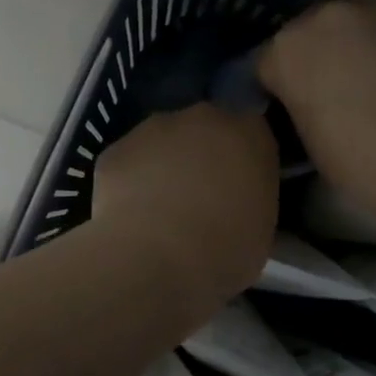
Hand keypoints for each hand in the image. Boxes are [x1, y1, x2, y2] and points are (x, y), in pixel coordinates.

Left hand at [92, 104, 278, 315]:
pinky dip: (129, 184)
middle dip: (202, 156)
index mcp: (249, 132)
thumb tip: (236, 205)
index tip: (239, 188)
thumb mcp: (261, 231)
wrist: (156, 257)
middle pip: (204, 130)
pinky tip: (130, 216)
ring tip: (160, 211)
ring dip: (163, 166)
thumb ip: (252, 201)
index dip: (243, 160)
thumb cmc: (224, 249)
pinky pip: (127, 165)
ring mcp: (152, 129)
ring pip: (161, 143)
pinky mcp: (114, 149)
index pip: (252, 134)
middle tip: (200, 198)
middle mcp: (202, 118)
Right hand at [259, 0, 375, 230]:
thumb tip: (307, 96)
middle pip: (310, 30)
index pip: (268, 62)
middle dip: (317, 55)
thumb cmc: (365, 165)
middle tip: (335, 91)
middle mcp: (328, 12)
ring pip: (355, 18)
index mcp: (288, 48)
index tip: (293, 109)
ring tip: (374, 77)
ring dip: (356, 40)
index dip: (279, 88)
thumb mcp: (309, 139)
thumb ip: (298, 102)